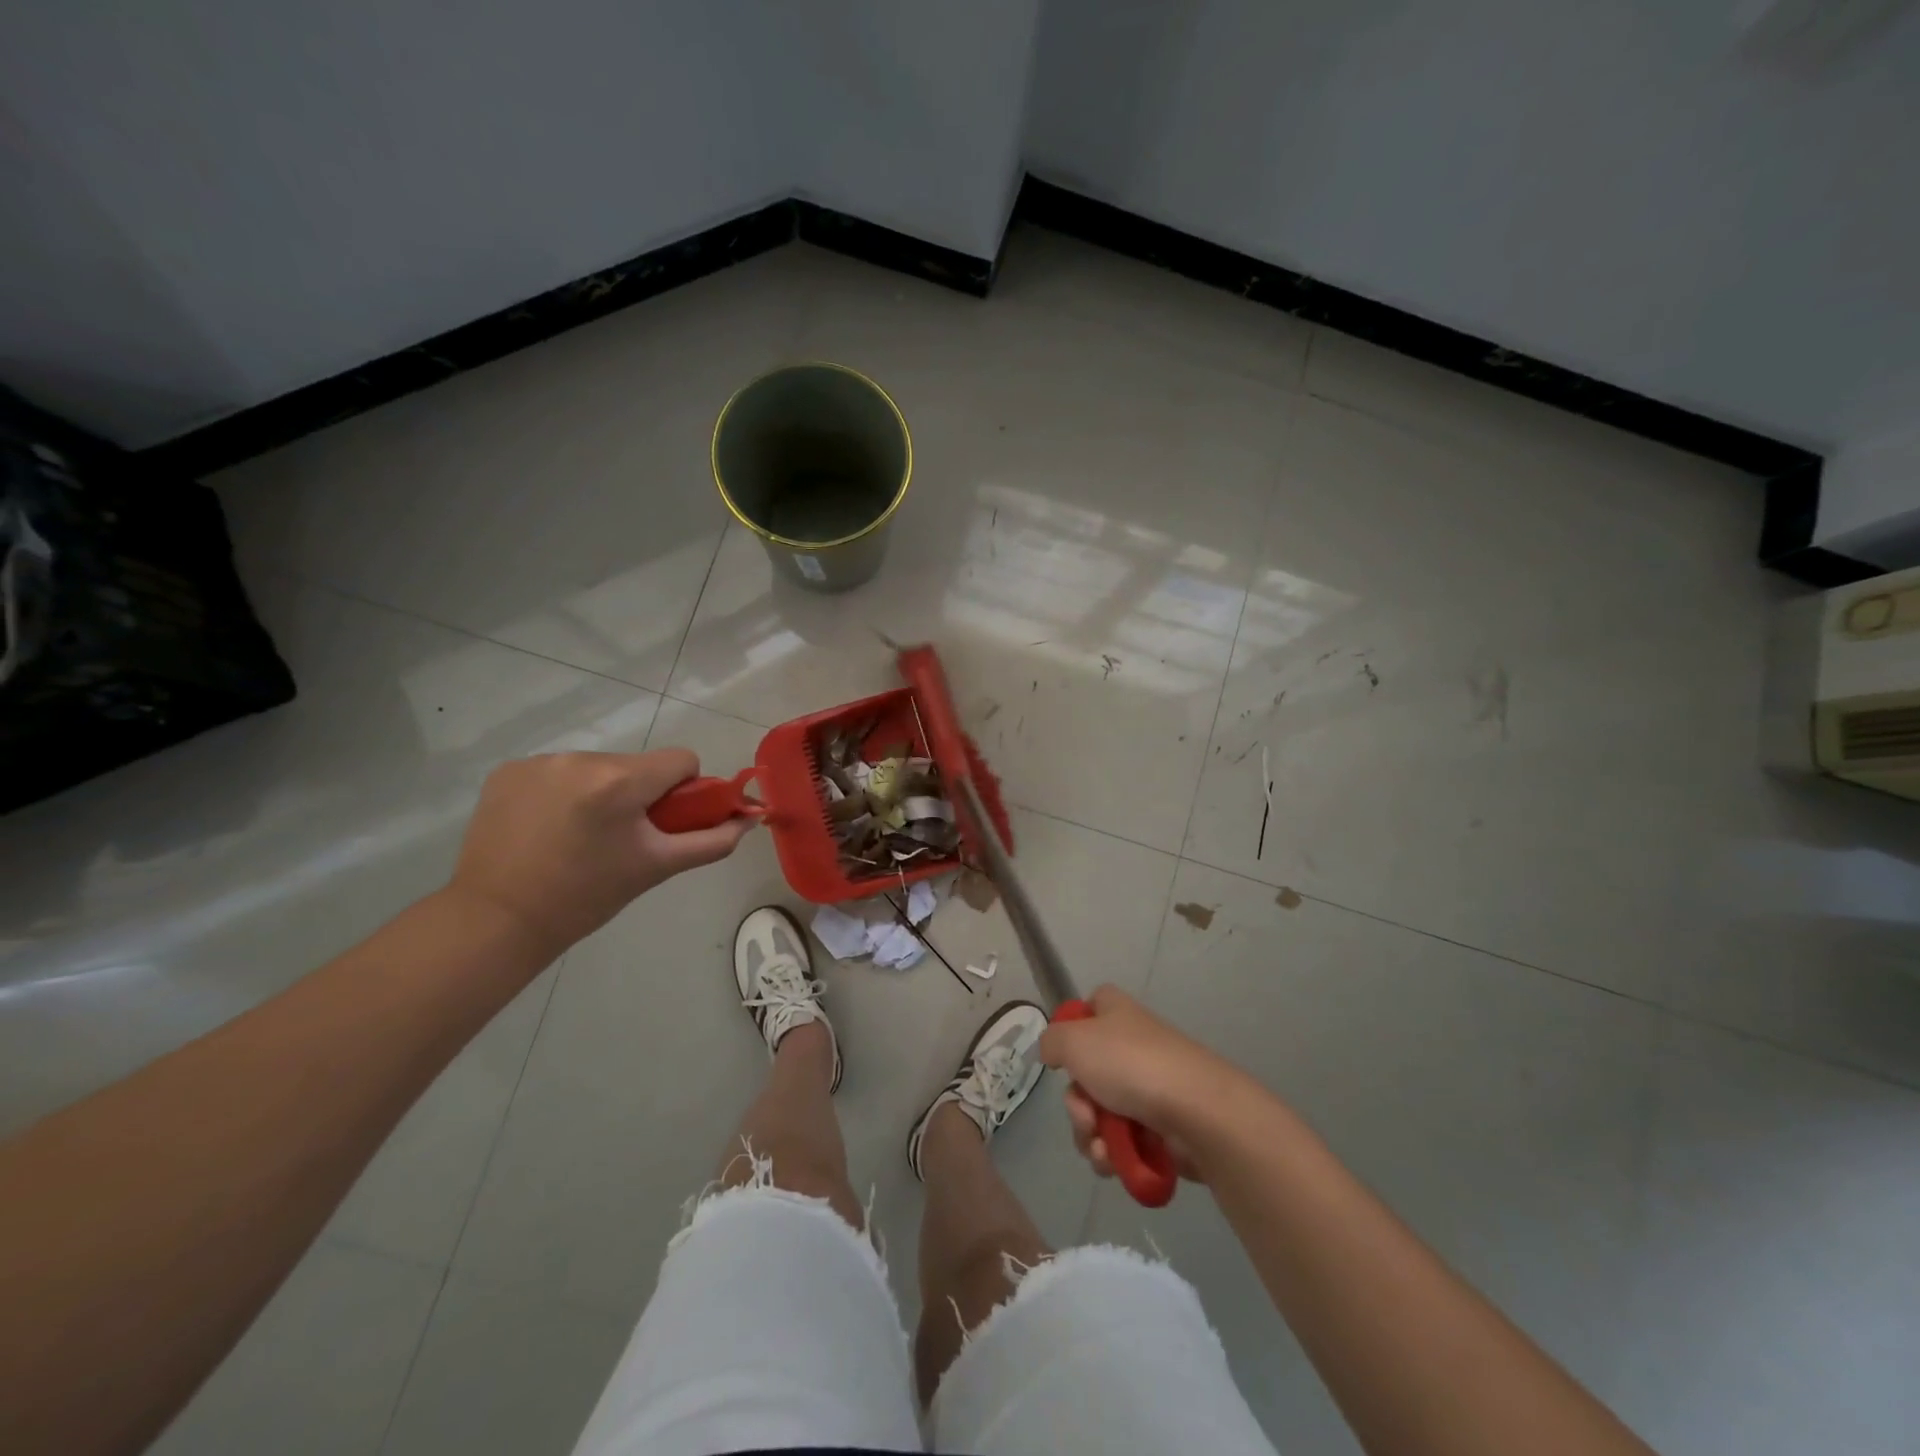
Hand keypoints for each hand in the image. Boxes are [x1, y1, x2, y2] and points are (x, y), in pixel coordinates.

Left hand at [449, 749, 752, 955]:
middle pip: (638, 765)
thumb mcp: (657, 868)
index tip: (663, 823)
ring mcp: (540, 761)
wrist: (497, 920)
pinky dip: (564, 792)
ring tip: (579, 836)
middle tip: (621, 839)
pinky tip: (547, 827)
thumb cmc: (586, 897)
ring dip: (601, 792)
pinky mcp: (509, 770)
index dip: (683, 791)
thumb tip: (748, 820)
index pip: (681, 760)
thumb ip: (711, 841)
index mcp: (620, 781)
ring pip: (599, 768)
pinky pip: (559, 771)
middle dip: (640, 794)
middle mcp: (580, 759)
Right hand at [1039, 985, 1244, 1184]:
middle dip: (1077, 1105)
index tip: (1065, 1056)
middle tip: (1086, 1115)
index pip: (1089, 1007)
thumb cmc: (1131, 1064)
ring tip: (1102, 1148)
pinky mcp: (1161, 1128)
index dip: (1073, 1028)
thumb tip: (1052, 1051)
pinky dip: (1113, 1154)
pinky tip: (1114, 1162)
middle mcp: (1131, 1046)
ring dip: (1090, 1136)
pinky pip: (1122, 1142)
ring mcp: (1148, 1088)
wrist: (1196, 1112)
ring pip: (1100, 1114)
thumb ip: (1051, 1041)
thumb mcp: (1074, 1041)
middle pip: (1085, 1074)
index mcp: (1116, 1014)